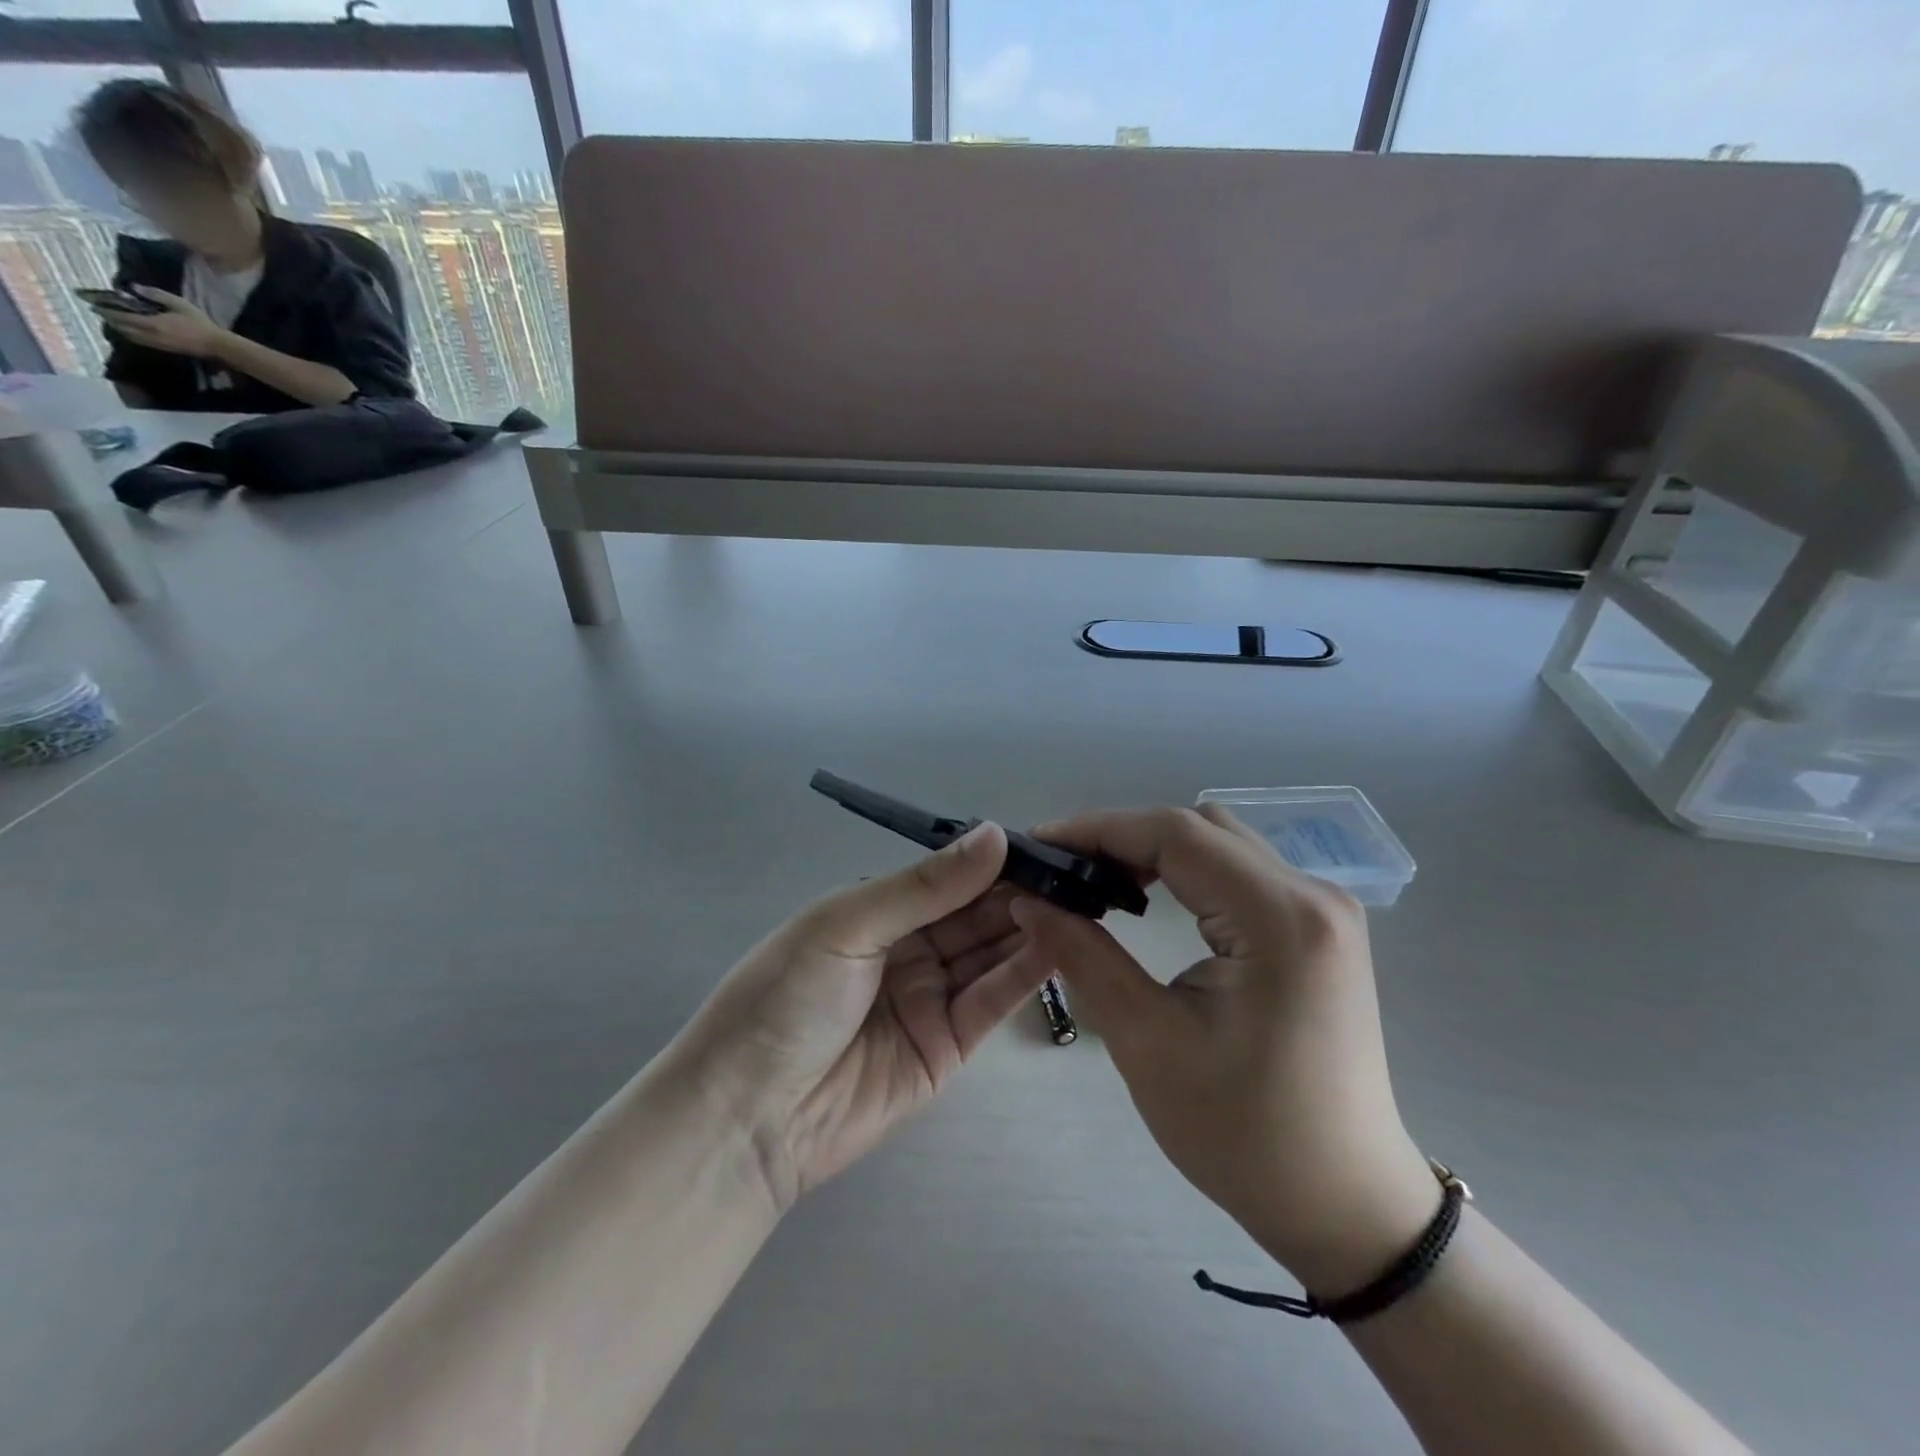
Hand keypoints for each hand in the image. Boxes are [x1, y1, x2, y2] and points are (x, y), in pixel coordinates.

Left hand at [95, 286, 230, 357]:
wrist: (217, 346)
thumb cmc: (199, 323)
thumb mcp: (179, 303)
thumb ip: (155, 294)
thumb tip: (133, 287)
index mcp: (151, 323)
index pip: (121, 316)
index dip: (105, 310)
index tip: (93, 303)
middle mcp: (150, 335)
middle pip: (122, 328)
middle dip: (110, 320)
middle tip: (102, 312)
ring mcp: (158, 344)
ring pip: (130, 336)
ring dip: (120, 329)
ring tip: (115, 321)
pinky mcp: (165, 349)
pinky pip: (141, 341)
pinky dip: (132, 335)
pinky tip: (132, 330)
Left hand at [670, 823, 1053, 1211]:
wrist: (747, 1118)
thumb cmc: (785, 999)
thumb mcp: (847, 926)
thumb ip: (925, 886)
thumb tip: (996, 835)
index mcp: (876, 912)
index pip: (945, 879)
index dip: (988, 862)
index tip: (1040, 845)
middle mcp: (907, 950)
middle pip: (973, 915)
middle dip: (1017, 894)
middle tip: (1070, 875)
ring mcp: (930, 999)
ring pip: (989, 955)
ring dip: (1028, 929)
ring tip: (1076, 904)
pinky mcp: (948, 1047)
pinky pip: (991, 1002)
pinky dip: (1023, 975)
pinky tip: (1057, 946)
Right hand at [1012, 805, 1438, 1297]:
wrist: (1343, 1203)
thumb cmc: (1244, 1134)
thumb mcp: (1147, 1042)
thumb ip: (1083, 955)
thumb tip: (1028, 899)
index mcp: (1280, 918)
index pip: (1176, 834)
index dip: (1099, 829)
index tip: (1039, 845)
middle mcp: (1312, 894)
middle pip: (1199, 828)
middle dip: (1121, 837)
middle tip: (1060, 867)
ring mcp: (1322, 908)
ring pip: (1219, 842)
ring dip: (1151, 851)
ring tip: (1091, 880)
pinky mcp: (1316, 926)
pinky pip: (1238, 871)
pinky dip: (1183, 872)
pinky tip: (1144, 897)